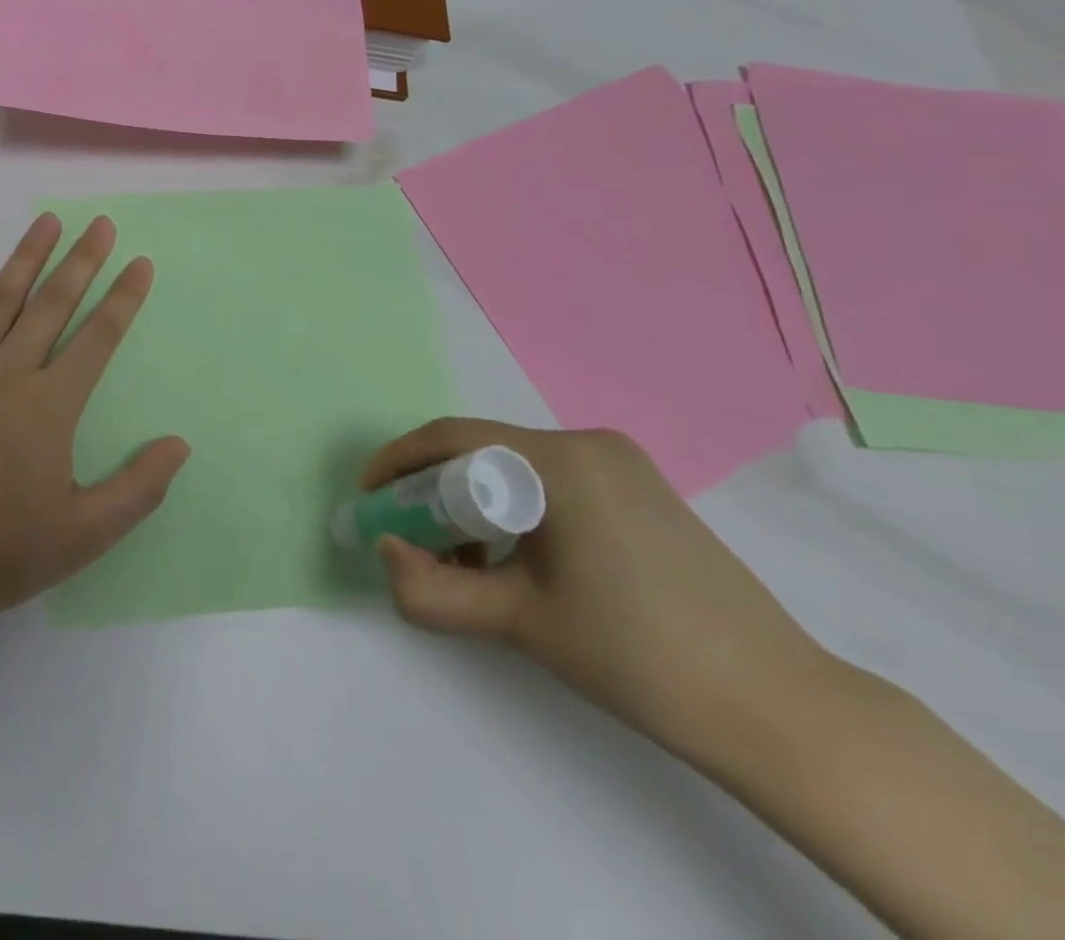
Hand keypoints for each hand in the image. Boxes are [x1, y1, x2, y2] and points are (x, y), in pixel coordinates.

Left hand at [0, 213, 190, 630]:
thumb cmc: (0, 551)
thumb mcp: (84, 534)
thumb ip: (138, 488)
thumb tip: (181, 444)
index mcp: (49, 406)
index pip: (97, 338)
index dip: (123, 298)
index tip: (140, 262)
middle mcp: (6, 374)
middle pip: (51, 305)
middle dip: (81, 261)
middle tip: (101, 224)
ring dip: (25, 258)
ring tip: (46, 221)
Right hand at [362, 418, 832, 765]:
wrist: (779, 710)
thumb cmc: (637, 654)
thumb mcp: (517, 622)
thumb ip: (431, 589)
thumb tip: (385, 553)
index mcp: (560, 460)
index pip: (452, 438)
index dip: (398, 463)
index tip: (369, 500)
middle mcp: (589, 443)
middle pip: (483, 452)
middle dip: (435, 492)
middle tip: (412, 539)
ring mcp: (622, 464)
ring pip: (516, 469)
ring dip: (475, 506)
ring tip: (466, 564)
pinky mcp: (641, 490)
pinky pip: (552, 483)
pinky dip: (516, 512)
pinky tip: (518, 563)